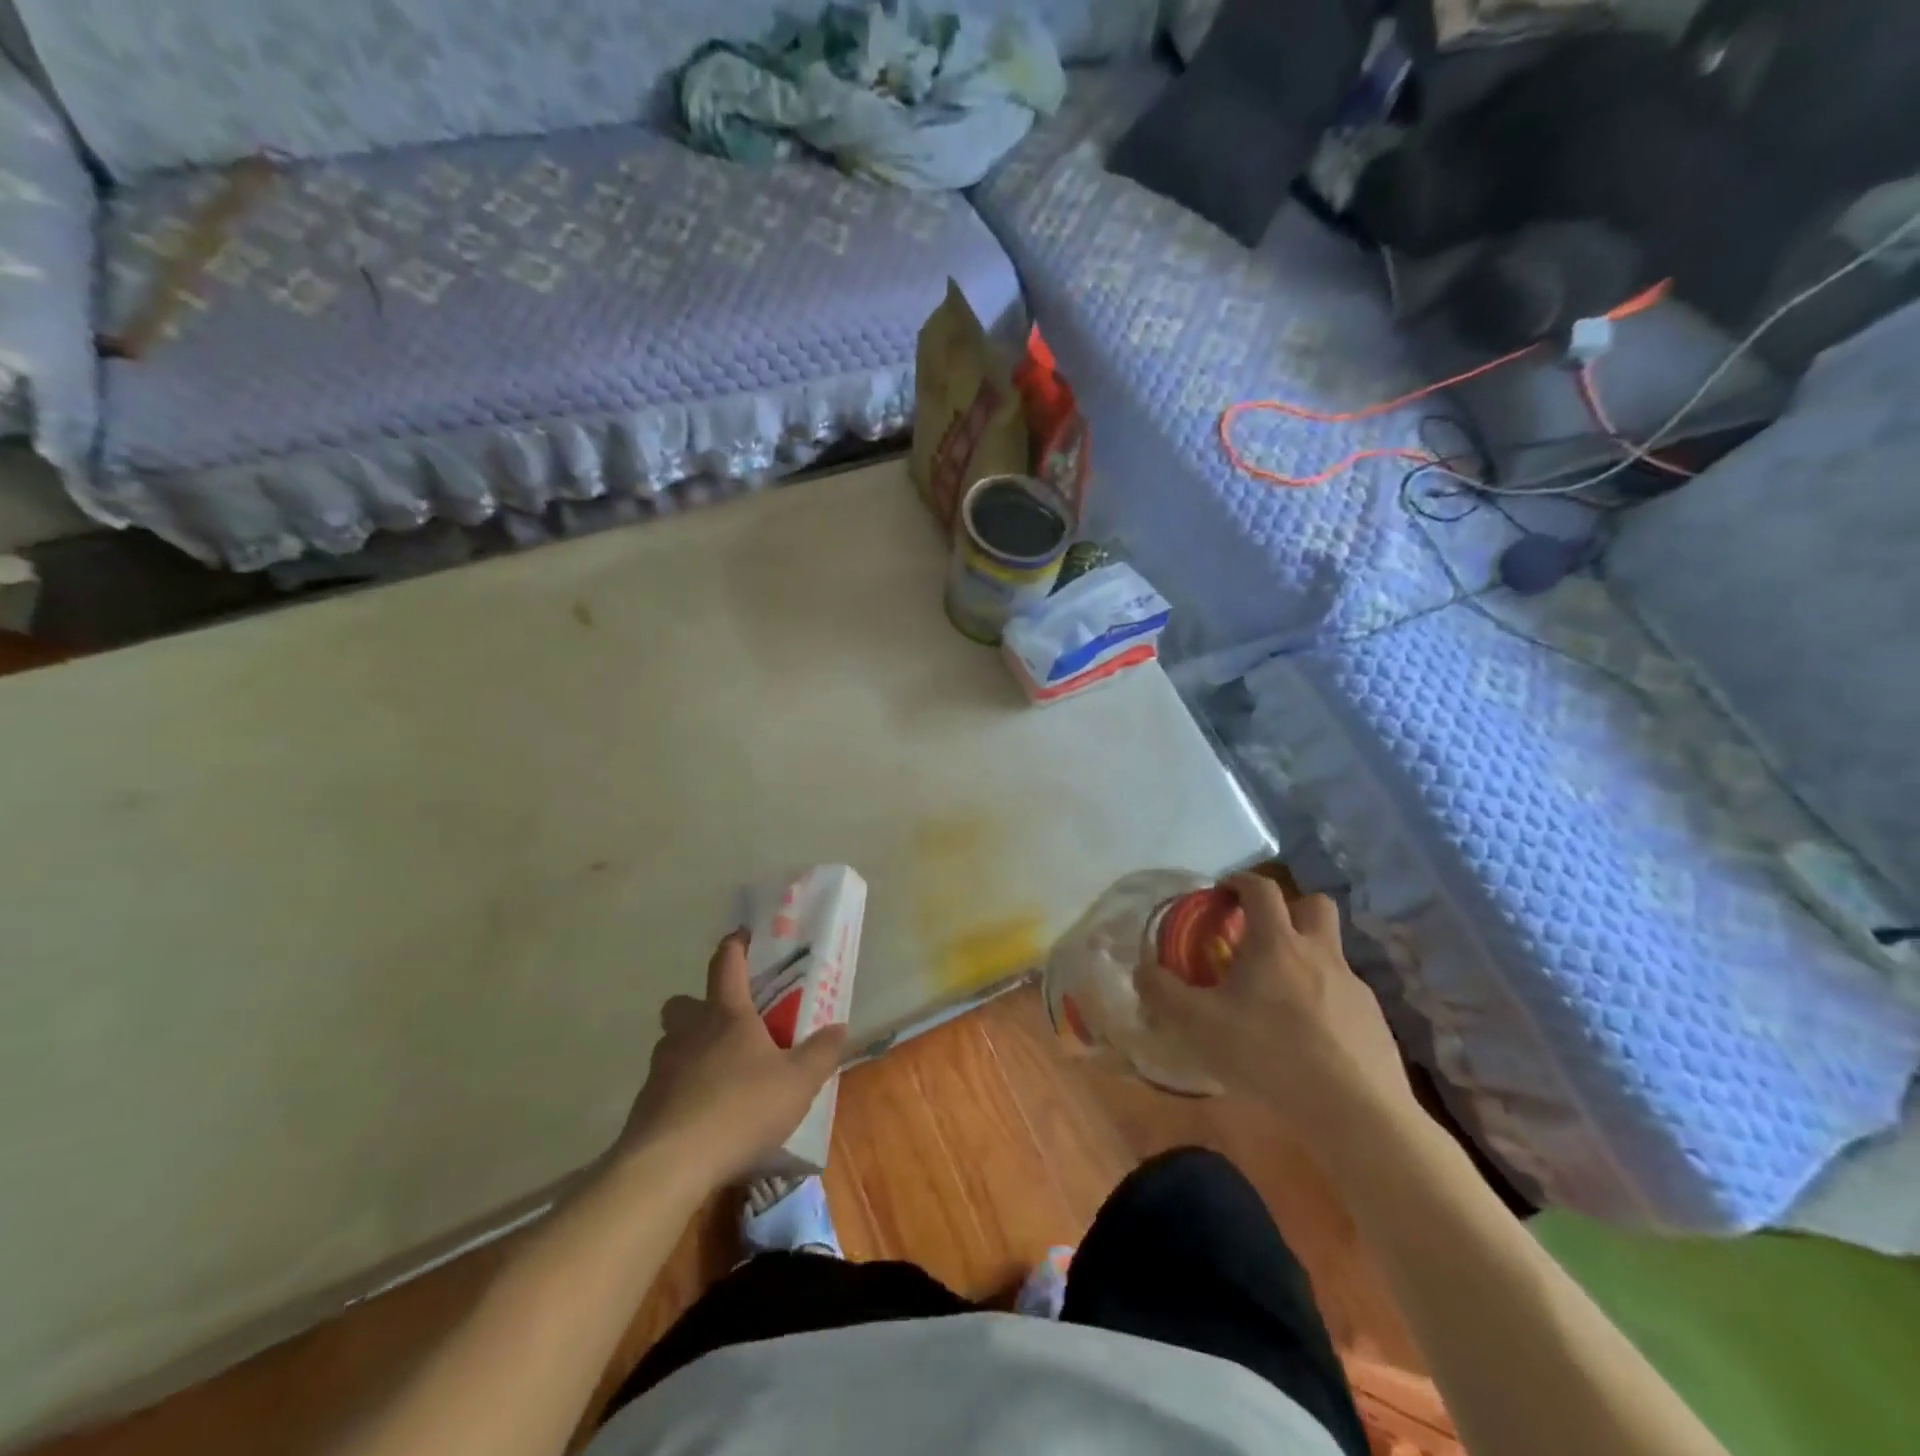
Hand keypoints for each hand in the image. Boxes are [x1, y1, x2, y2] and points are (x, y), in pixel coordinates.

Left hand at [618, 931, 847, 1186]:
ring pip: (672, 1044)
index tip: (743, 936)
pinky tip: (701, 1117)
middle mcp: (689, 1032)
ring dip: (690, 1050)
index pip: (726, 963)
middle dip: (701, 1006)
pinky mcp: (644, 1105)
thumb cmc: (740, 1109)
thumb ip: (821, 1053)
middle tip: (728, 1024)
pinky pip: (664, 1084)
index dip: (735, 945)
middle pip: (684, 1002)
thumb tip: (840, 1027)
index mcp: (727, 1015)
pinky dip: (681, 1091)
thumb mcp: (798, 1083)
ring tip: (718, 1076)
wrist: (668, 1166)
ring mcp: (661, 1068)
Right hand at [1138, 873, 1414, 1140]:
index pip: (1261, 888)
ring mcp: (1353, 987)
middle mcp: (1319, 953)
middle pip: (1314, 904)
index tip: (1222, 892)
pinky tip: (1308, 1038)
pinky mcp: (1374, 1021)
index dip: (1240, 881)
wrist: (1356, 1113)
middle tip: (1261, 934)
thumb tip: (1141, 970)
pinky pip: (1344, 995)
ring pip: (1331, 952)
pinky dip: (1324, 1001)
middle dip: (1289, 907)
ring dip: (1306, 958)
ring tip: (1279, 996)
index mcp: (1276, 943)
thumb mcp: (1198, 1025)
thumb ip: (1163, 993)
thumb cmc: (1269, 1055)